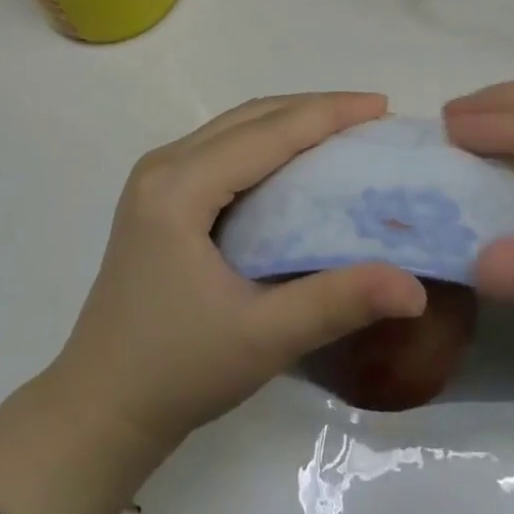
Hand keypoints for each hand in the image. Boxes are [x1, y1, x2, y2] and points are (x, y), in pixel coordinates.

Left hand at [40, 93, 426, 461]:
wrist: (98, 408)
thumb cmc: (177, 371)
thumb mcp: (263, 339)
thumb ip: (338, 303)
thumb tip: (415, 288)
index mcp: (179, 188)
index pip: (267, 133)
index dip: (328, 114)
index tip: (382, 105)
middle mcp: (163, 166)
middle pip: (250, 117)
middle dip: (314, 109)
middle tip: (371, 116)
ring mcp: (155, 178)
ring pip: (235, 127)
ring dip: (290, 121)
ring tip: (344, 129)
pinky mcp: (157, 195)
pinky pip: (222, 147)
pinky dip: (266, 142)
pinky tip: (296, 160)